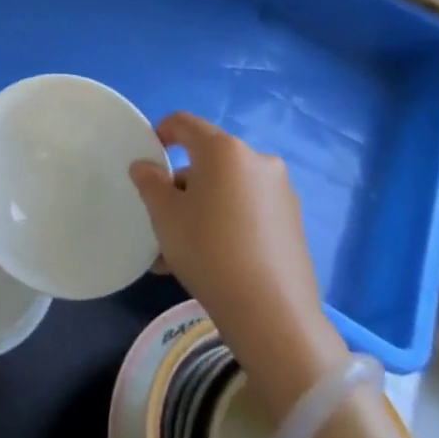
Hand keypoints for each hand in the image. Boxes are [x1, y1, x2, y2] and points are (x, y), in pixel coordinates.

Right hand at [130, 114, 347, 418]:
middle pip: (207, 160)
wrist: (272, 313)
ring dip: (199, 209)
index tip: (147, 163)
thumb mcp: (164, 214)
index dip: (160, 134)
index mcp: (224, 149)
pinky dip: (224, 223)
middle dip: (180, 185)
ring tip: (179, 251)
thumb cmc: (208, 250)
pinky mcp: (292, 221)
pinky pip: (246, 210)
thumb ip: (150, 182)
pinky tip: (208, 261)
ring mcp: (280, 191)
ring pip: (225, 190)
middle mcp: (257, 160)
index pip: (184, 123)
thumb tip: (146, 166)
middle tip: (161, 219)